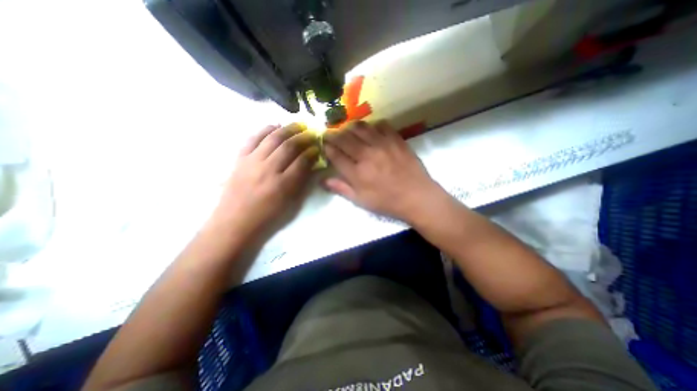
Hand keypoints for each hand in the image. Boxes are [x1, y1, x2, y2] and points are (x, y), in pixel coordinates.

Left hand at [213, 124, 320, 239]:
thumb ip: (303, 183)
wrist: (235, 223)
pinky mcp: (240, 159)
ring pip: (272, 138)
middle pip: (289, 146)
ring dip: (287, 129)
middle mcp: (268, 169)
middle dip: (303, 137)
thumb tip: (312, 165)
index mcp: (284, 185)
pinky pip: (253, 139)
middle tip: (311, 132)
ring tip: (297, 125)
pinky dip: (265, 130)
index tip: (318, 147)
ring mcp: (252, 162)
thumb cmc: (268, 218)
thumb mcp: (292, 205)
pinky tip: (274, 126)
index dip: (312, 152)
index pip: (302, 160)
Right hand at [323, 121, 439, 220]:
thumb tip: (322, 180)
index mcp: (357, 172)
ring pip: (361, 128)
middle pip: (344, 138)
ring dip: (350, 127)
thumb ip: (341, 189)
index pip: (335, 155)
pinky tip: (372, 130)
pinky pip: (382, 125)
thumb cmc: (387, 202)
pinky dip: (373, 126)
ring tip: (348, 129)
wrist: (417, 196)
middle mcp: (367, 155)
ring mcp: (383, 145)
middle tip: (330, 133)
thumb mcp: (361, 201)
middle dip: (333, 134)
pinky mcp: (396, 140)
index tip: (324, 144)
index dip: (327, 148)